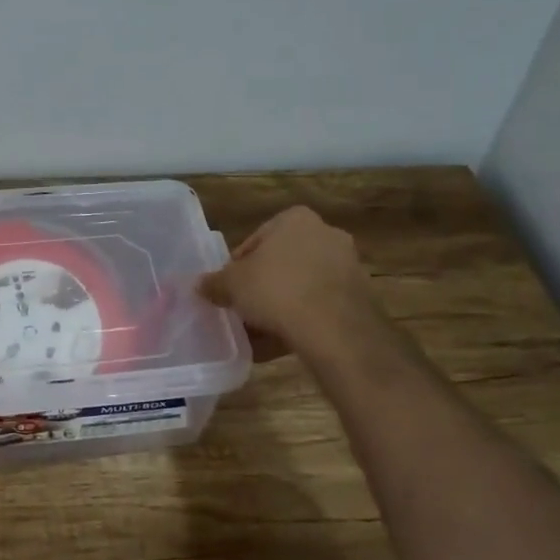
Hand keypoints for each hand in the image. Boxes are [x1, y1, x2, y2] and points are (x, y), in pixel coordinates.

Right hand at [198, 207, 384, 359]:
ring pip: (303, 284)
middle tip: (246, 307)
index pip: (256, 240)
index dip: (238, 266)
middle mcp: (326, 233)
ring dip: (284, 303)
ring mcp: (348, 264)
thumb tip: (200, 285)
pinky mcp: (360, 296)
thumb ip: (214, 283)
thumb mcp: (232, 286)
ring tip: (263, 330)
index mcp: (295, 219)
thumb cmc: (277, 290)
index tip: (230, 289)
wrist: (335, 329)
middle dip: (264, 284)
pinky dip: (305, 318)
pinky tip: (287, 340)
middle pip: (282, 261)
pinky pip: (322, 305)